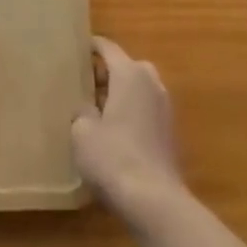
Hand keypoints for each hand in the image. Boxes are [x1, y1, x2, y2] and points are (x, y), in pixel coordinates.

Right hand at [73, 39, 187, 233]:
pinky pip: (146, 109)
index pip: (108, 48)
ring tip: (97, 111)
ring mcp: (165, 107)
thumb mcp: (82, 132)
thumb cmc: (113, 157)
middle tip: (84, 85)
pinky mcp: (169, 131)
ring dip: (121, 94)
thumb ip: (82, 111)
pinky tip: (114, 133)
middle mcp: (151, 83)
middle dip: (107, 73)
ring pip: (139, 89)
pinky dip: (131, 112)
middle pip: (127, 67)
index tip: (77, 48)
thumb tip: (86, 109)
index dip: (91, 46)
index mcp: (130, 74)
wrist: (154, 200)